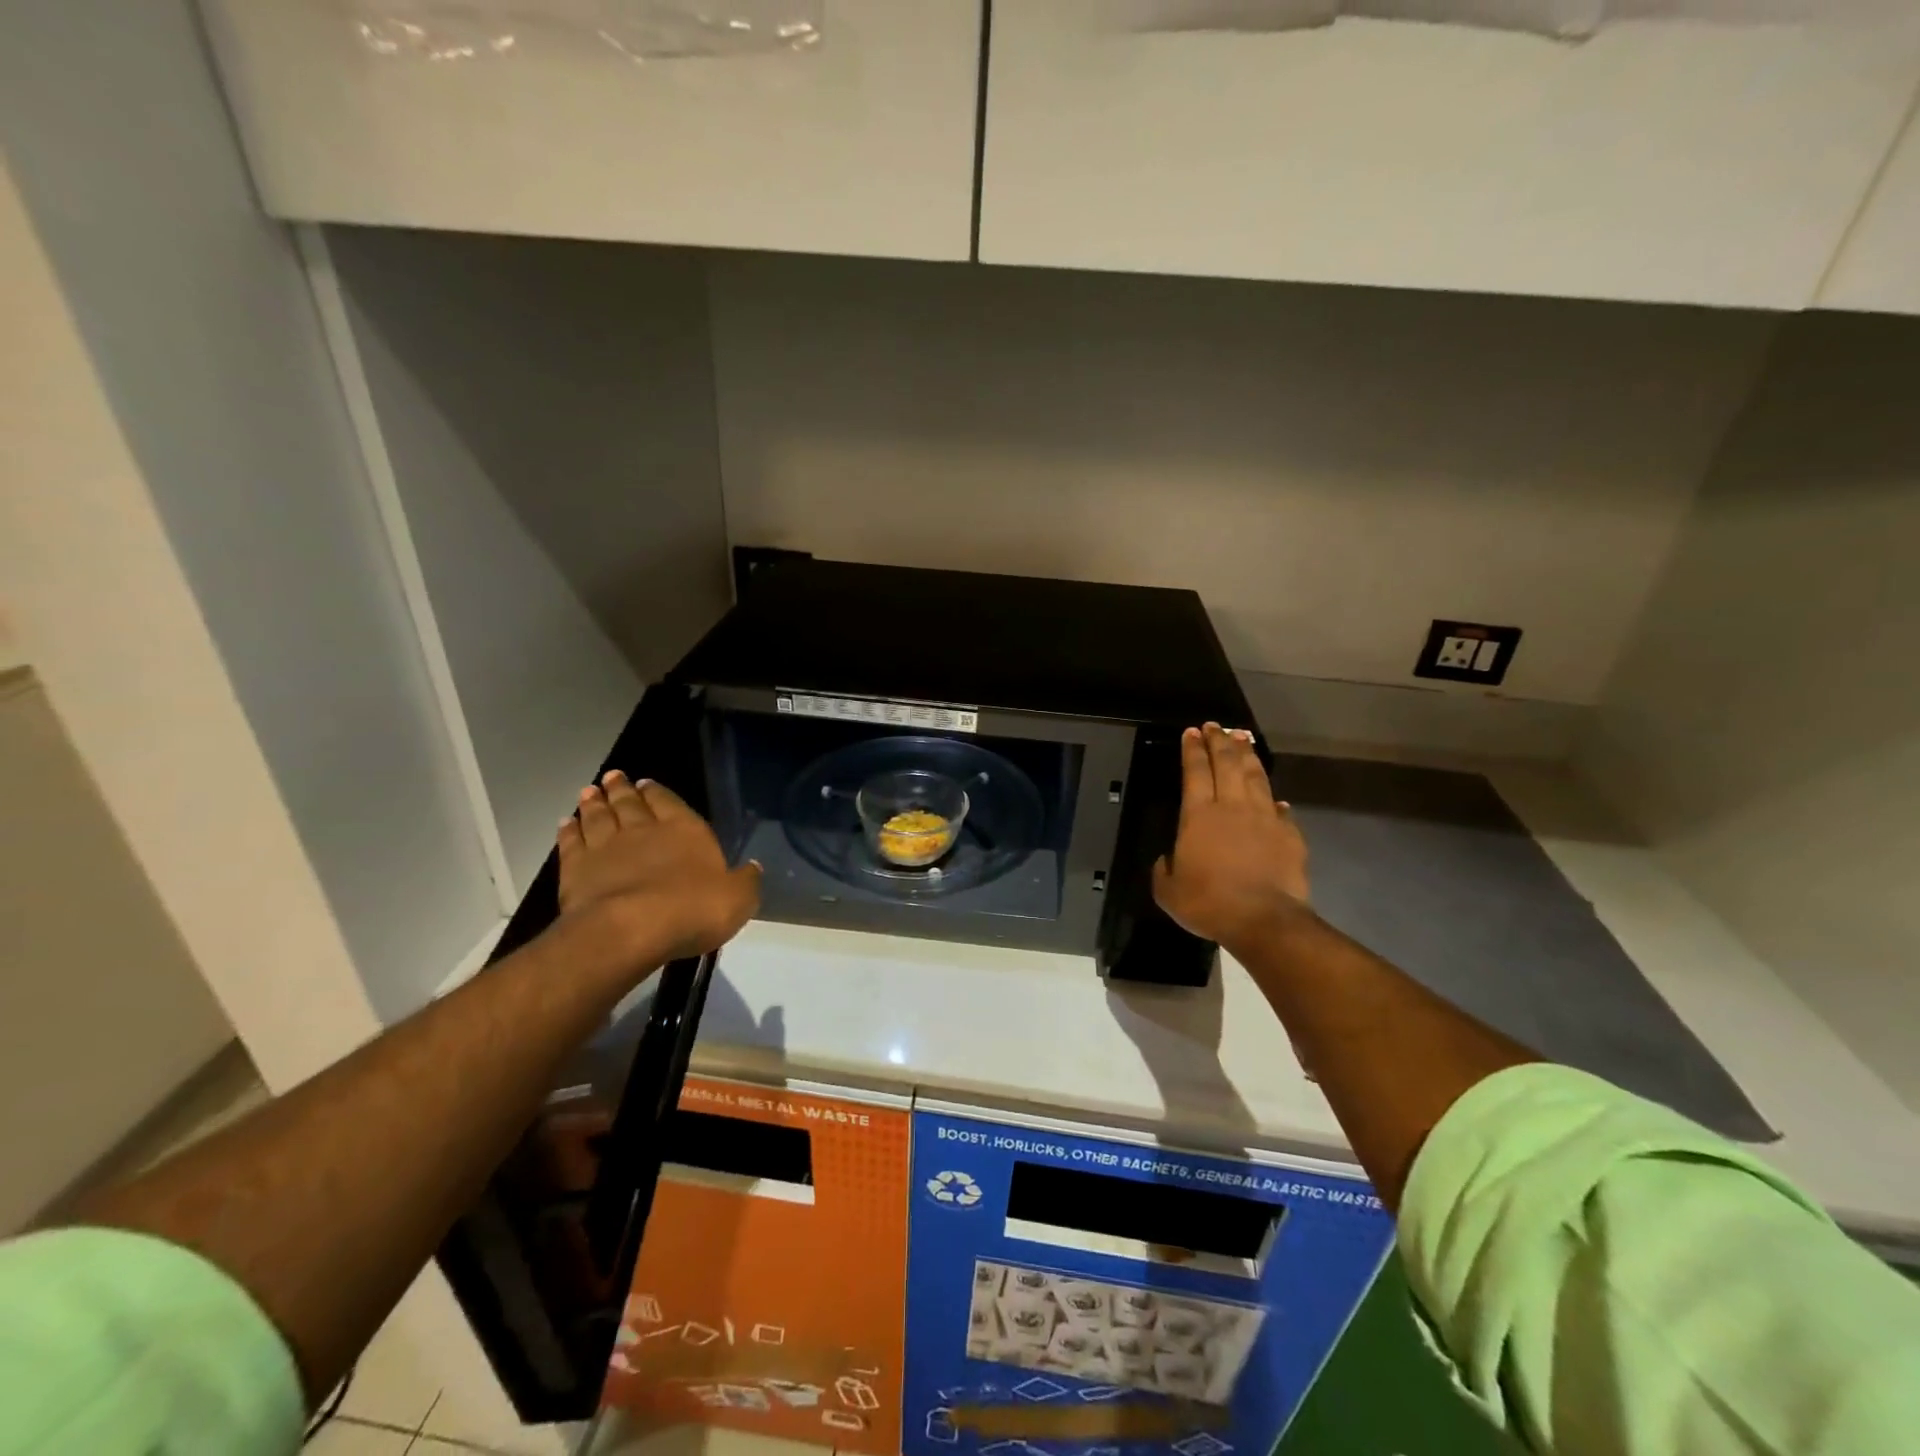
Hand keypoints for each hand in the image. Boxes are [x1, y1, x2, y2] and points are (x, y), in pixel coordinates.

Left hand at [557, 771, 761, 964]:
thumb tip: (753, 867)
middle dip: (623, 789)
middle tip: (613, 776)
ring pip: (598, 817)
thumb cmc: (692, 910)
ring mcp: (606, 847)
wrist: (630, 930)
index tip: (645, 782)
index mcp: (685, 830)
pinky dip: (569, 830)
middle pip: (630, 803)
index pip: (670, 802)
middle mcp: (644, 830)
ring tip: (589, 791)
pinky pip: (571, 843)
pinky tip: (566, 823)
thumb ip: (745, 881)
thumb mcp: (738, 899)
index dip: (658, 792)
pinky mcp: (576, 869)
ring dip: (594, 803)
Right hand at [1153, 723, 1310, 951]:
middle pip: (1227, 763)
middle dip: (1219, 741)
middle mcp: (1232, 806)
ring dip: (1247, 756)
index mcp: (1198, 815)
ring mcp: (1264, 818)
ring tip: (1243, 739)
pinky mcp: (1289, 834)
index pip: (1194, 771)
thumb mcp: (1167, 891)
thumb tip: (1168, 859)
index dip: (1192, 749)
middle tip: (1215, 726)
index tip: (1191, 732)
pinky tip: (1275, 797)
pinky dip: (1274, 799)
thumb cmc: (1208, 902)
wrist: (1263, 920)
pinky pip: (1280, 809)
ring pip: (1255, 776)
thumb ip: (1164, 869)